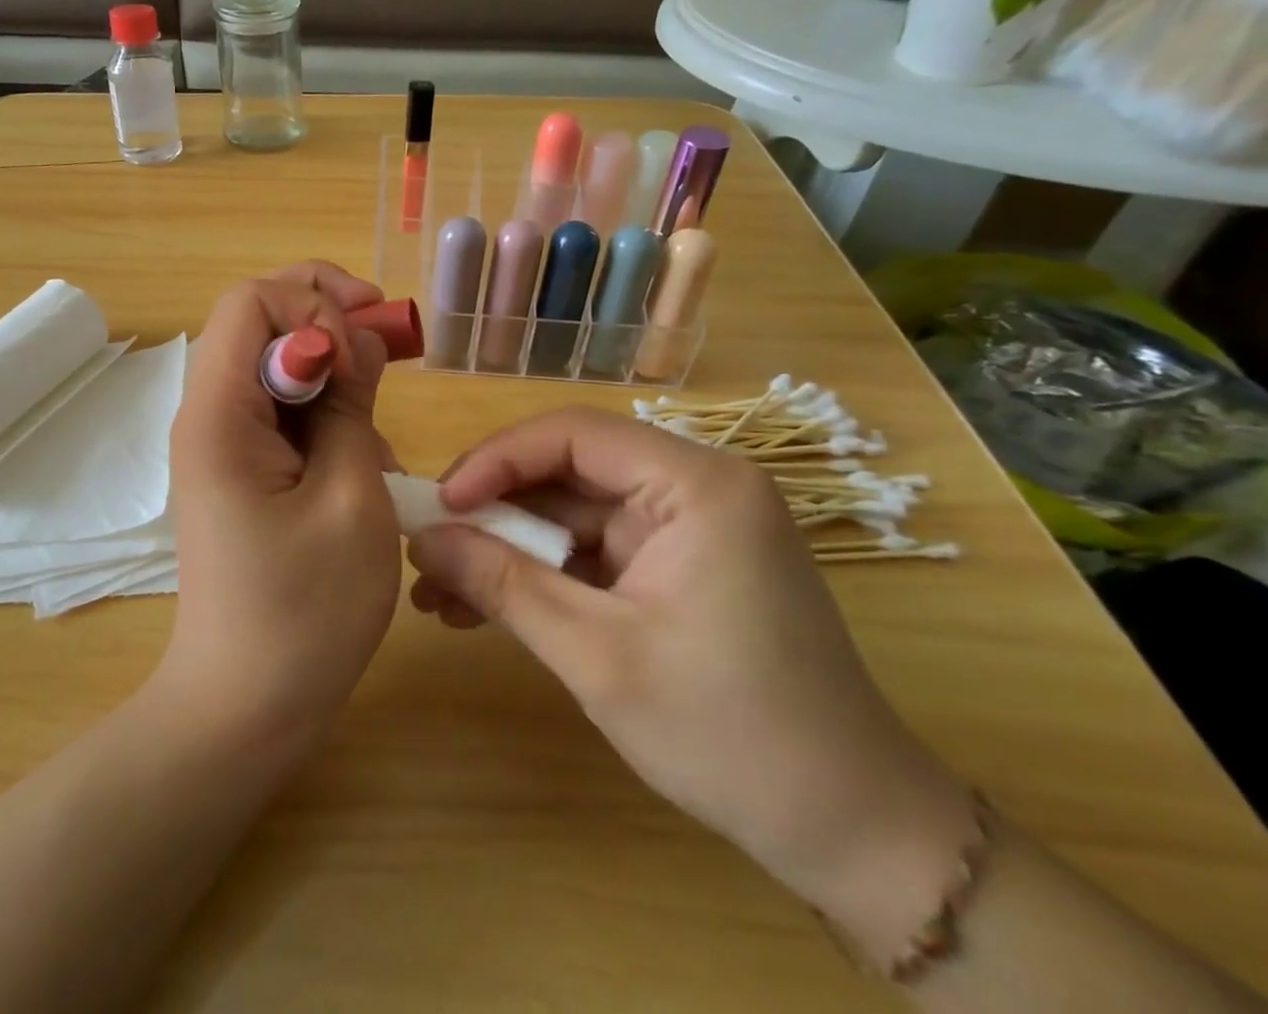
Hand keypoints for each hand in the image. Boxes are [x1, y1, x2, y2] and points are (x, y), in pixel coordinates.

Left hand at [159, 262, 401, 746]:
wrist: (245, 710)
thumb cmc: (305, 612)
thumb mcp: (352, 497)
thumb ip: (353, 404)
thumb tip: (356, 342)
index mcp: (219, 413)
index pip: (250, 301)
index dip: (314, 305)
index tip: (364, 354)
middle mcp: (208, 413)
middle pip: (258, 320)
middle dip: (327, 315)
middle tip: (387, 341)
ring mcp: (222, 442)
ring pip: (276, 362)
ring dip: (334, 372)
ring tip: (378, 430)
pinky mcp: (240, 468)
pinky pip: (283, 409)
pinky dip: (328, 414)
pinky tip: (364, 463)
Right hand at [406, 408, 973, 939]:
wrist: (851, 834)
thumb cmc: (730, 735)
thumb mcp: (597, 656)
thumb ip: (502, 585)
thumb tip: (419, 540)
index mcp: (697, 485)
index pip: (573, 435)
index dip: (496, 460)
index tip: (441, 505)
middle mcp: (694, 488)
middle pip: (568, 472)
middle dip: (493, 513)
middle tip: (428, 549)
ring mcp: (686, 528)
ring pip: (571, 515)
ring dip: (507, 550)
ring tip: (438, 592)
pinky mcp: (676, 566)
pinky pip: (591, 552)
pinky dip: (540, 576)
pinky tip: (481, 608)